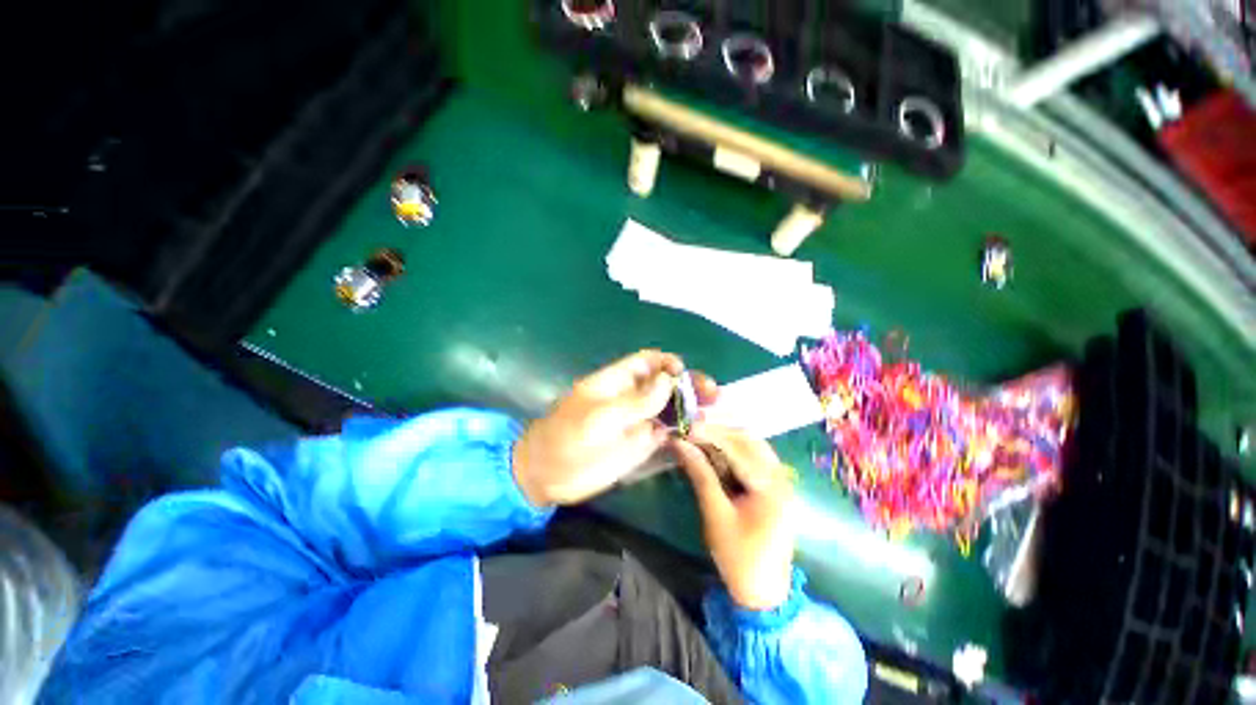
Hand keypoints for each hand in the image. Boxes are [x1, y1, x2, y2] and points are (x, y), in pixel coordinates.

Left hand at [513, 350, 717, 506]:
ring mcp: (638, 421)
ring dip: (691, 408)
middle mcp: (632, 397)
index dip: (667, 363)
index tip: (684, 373)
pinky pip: (667, 433)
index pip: (648, 362)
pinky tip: (699, 435)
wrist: (548, 475)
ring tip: (712, 415)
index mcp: (618, 381)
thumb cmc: (566, 438)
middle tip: (713, 394)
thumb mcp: (599, 417)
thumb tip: (668, 379)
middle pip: (665, 384)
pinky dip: (683, 431)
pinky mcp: (642, 444)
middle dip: (689, 385)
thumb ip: (635, 400)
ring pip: (670, 408)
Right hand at [671, 424, 795, 609]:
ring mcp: (779, 480)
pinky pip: (753, 457)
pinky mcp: (773, 486)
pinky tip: (715, 453)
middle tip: (691, 431)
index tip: (685, 427)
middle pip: (748, 439)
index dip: (709, 432)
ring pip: (751, 445)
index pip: (737, 446)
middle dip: (718, 431)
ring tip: (699, 439)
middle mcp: (780, 475)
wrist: (764, 592)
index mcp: (770, 485)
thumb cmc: (739, 556)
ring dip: (725, 439)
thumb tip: (680, 444)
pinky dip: (733, 451)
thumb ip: (700, 474)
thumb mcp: (715, 514)